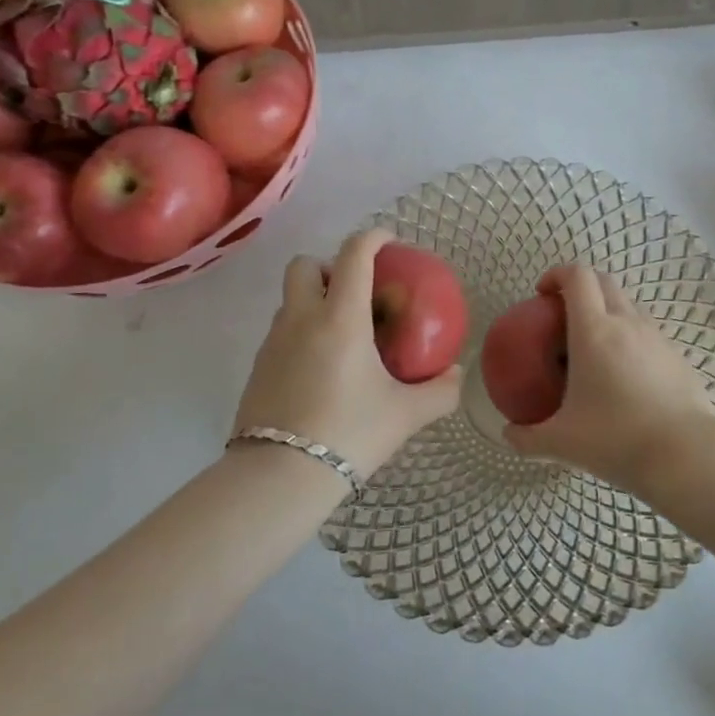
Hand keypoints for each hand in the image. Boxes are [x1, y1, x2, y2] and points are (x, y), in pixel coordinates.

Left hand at [233, 229, 459, 478]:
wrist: (279, 478)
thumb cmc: (349, 434)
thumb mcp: (406, 415)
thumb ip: (440, 391)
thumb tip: (457, 375)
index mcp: (340, 317)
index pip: (354, 254)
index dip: (373, 237)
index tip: (390, 242)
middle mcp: (302, 318)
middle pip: (305, 265)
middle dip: (330, 266)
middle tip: (356, 293)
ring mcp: (273, 342)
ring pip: (290, 299)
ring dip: (314, 301)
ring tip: (342, 335)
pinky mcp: (257, 368)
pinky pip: (280, 332)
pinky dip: (301, 333)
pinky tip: (321, 370)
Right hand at [501, 264, 714, 493]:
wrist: (686, 456)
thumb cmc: (616, 439)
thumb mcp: (562, 442)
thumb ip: (528, 437)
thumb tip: (509, 435)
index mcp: (594, 330)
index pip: (577, 276)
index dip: (557, 274)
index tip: (542, 294)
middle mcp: (627, 322)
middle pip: (603, 281)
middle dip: (580, 287)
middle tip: (562, 316)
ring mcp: (656, 336)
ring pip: (628, 304)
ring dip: (606, 310)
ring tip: (592, 346)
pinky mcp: (676, 355)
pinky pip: (647, 331)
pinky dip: (629, 336)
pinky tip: (623, 374)